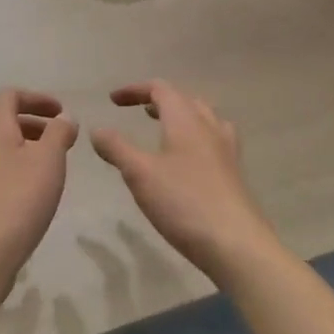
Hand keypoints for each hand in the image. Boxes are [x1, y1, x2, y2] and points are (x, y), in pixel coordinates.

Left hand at [0, 88, 78, 276]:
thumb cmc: (19, 197)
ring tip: (52, 166)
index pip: (10, 96)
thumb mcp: (49, 159)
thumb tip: (63, 118)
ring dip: (26, 146)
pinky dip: (16, 167)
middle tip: (61, 139)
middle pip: (3, 119)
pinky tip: (33, 191)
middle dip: (34, 123)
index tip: (61, 113)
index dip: (37, 98)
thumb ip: (58, 132)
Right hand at [92, 80, 277, 279]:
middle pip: (185, 100)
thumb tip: (97, 130)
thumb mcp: (139, 174)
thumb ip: (116, 148)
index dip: (135, 90)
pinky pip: (214, 141)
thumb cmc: (183, 202)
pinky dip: (195, 138)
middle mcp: (210, 128)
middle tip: (139, 111)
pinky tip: (188, 161)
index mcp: (186, 120)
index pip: (161, 89)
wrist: (236, 244)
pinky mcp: (234, 174)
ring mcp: (227, 151)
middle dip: (159, 101)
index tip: (112, 100)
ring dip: (181, 117)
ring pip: (204, 119)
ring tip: (164, 130)